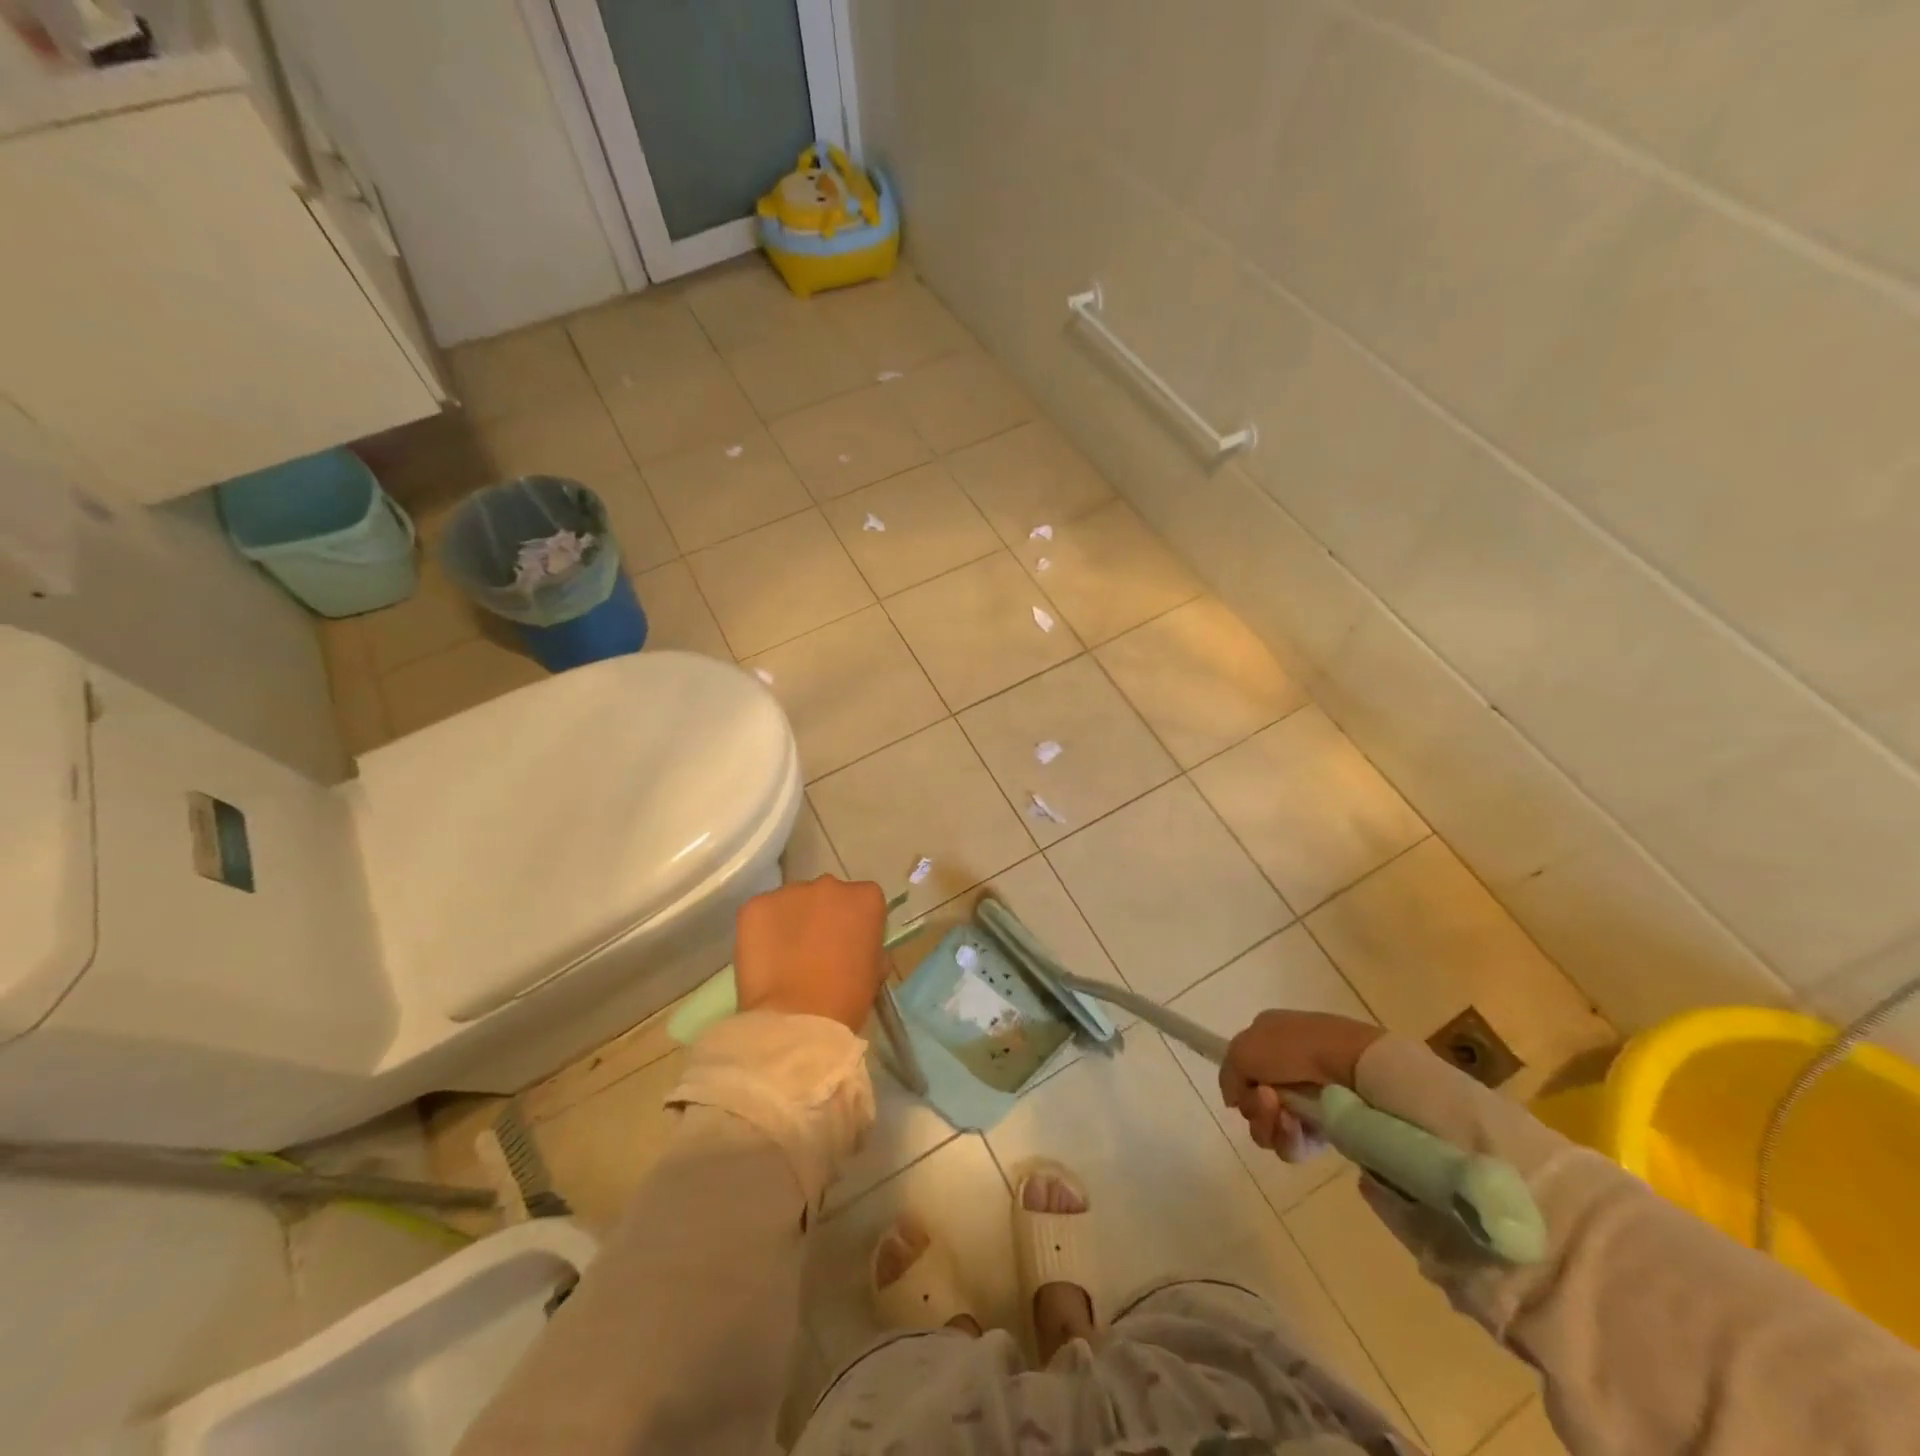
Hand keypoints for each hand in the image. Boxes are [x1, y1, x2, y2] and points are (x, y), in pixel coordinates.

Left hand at [734, 875, 889, 1032]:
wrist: (798, 1019)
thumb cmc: (846, 999)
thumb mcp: (874, 971)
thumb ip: (868, 945)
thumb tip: (854, 945)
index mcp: (865, 898)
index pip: (863, 900)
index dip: (854, 923)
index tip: (848, 945)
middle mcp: (830, 885)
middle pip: (827, 895)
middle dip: (822, 916)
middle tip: (815, 950)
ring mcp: (789, 892)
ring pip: (792, 902)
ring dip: (791, 921)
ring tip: (785, 957)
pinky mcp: (755, 905)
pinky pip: (761, 913)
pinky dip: (762, 930)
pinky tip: (763, 958)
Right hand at [1219, 1011, 1385, 1159]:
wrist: (1351, 1064)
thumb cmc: (1292, 1049)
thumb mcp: (1242, 1050)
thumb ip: (1228, 1075)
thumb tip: (1234, 1099)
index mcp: (1267, 1038)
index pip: (1242, 1070)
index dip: (1240, 1084)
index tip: (1244, 1089)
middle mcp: (1286, 1066)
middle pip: (1253, 1103)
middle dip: (1254, 1108)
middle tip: (1268, 1101)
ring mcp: (1308, 1097)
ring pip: (1270, 1126)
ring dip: (1269, 1123)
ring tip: (1285, 1115)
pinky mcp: (1327, 1126)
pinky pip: (1295, 1144)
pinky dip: (1290, 1138)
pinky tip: (1299, 1128)